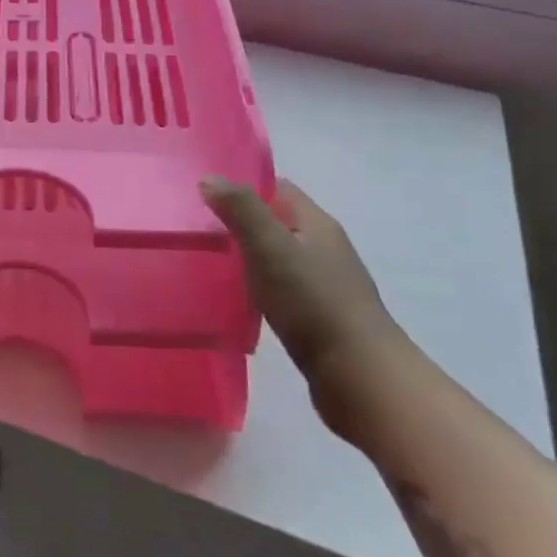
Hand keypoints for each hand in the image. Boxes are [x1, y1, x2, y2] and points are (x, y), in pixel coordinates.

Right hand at [201, 173, 407, 429]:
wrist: (361, 378)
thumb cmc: (313, 302)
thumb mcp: (270, 247)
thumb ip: (240, 209)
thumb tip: (208, 178)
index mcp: (316, 223)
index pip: (277, 188)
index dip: (242, 186)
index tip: (203, 195)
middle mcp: (323, 248)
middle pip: (276, 222)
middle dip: (239, 223)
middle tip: (196, 231)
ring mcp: (324, 285)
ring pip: (277, 258)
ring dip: (246, 258)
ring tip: (207, 265)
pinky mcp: (318, 318)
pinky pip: (280, 291)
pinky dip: (257, 289)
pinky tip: (235, 301)